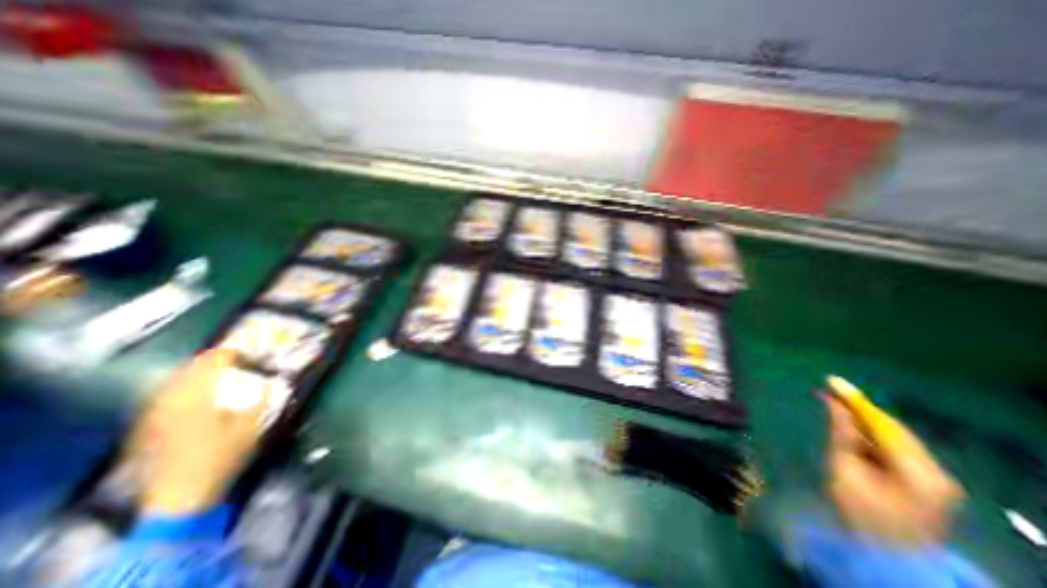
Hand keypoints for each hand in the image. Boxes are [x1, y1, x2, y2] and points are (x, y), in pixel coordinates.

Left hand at [124, 349, 266, 514]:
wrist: (181, 495)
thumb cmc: (222, 455)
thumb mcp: (253, 425)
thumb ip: (264, 399)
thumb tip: (276, 379)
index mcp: (201, 396)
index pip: (212, 363)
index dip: (229, 354)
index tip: (243, 351)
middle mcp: (174, 401)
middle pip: (187, 370)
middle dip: (207, 360)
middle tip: (226, 358)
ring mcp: (155, 416)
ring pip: (170, 383)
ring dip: (190, 374)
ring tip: (207, 372)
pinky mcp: (146, 429)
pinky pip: (159, 400)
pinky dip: (175, 391)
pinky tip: (184, 396)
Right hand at [826, 395, 964, 547]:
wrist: (886, 555)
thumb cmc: (857, 512)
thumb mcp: (842, 469)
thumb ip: (840, 433)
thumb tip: (833, 403)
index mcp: (918, 472)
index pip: (884, 425)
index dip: (855, 401)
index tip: (830, 381)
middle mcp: (935, 472)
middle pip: (892, 429)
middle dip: (860, 410)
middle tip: (829, 390)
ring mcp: (936, 478)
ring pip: (895, 437)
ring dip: (865, 422)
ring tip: (835, 406)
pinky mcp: (928, 482)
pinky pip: (896, 448)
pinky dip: (872, 435)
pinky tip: (852, 429)